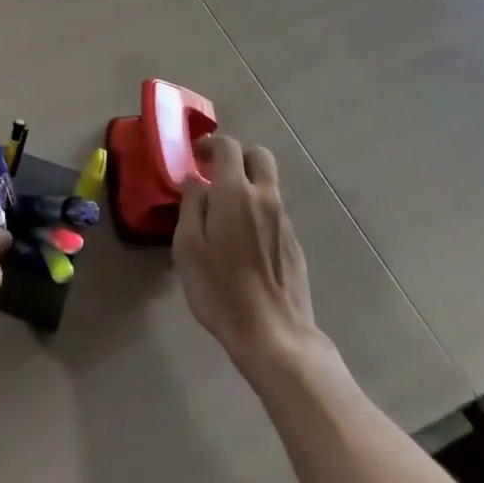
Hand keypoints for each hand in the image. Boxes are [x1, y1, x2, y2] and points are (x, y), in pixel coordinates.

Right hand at [174, 135, 327, 379]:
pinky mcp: (295, 245)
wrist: (274, 337)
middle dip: (237, 157)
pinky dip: (258, 211)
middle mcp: (265, 198)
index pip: (228, 146)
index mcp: (236, 192)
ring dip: (248, 185)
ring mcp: (284, 222)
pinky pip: (274, 212)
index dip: (210, 144)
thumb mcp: (188, 247)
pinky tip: (243, 242)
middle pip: (259, 156)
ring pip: (268, 185)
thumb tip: (195, 182)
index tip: (196, 157)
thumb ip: (191, 206)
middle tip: (216, 175)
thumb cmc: (221, 290)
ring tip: (226, 214)